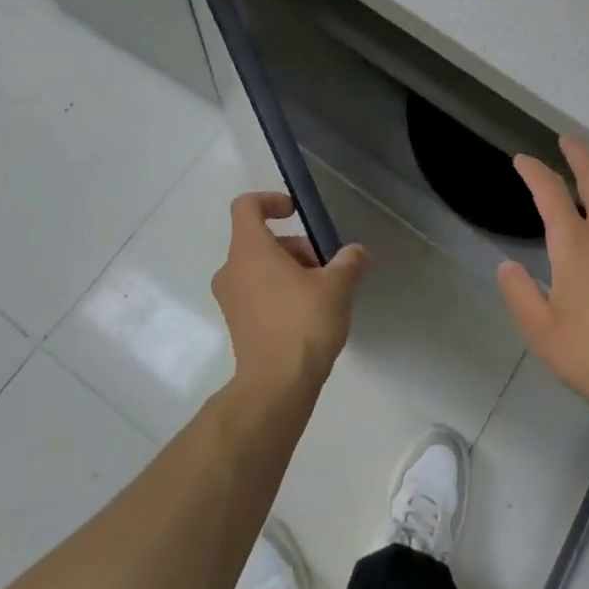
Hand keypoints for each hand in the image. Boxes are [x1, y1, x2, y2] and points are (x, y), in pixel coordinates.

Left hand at [213, 192, 367, 396]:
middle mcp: (232, 270)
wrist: (275, 387)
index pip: (246, 206)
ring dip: (291, 270)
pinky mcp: (237, 324)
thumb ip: (348, 262)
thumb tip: (357, 253)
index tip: (296, 212)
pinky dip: (280, 292)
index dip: (270, 200)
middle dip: (296, 247)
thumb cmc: (303, 323)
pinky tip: (309, 314)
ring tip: (323, 293)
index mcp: (250, 250)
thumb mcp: (337, 286)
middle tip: (325, 267)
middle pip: (260, 240)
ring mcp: (231, 300)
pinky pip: (258, 293)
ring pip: (260, 268)